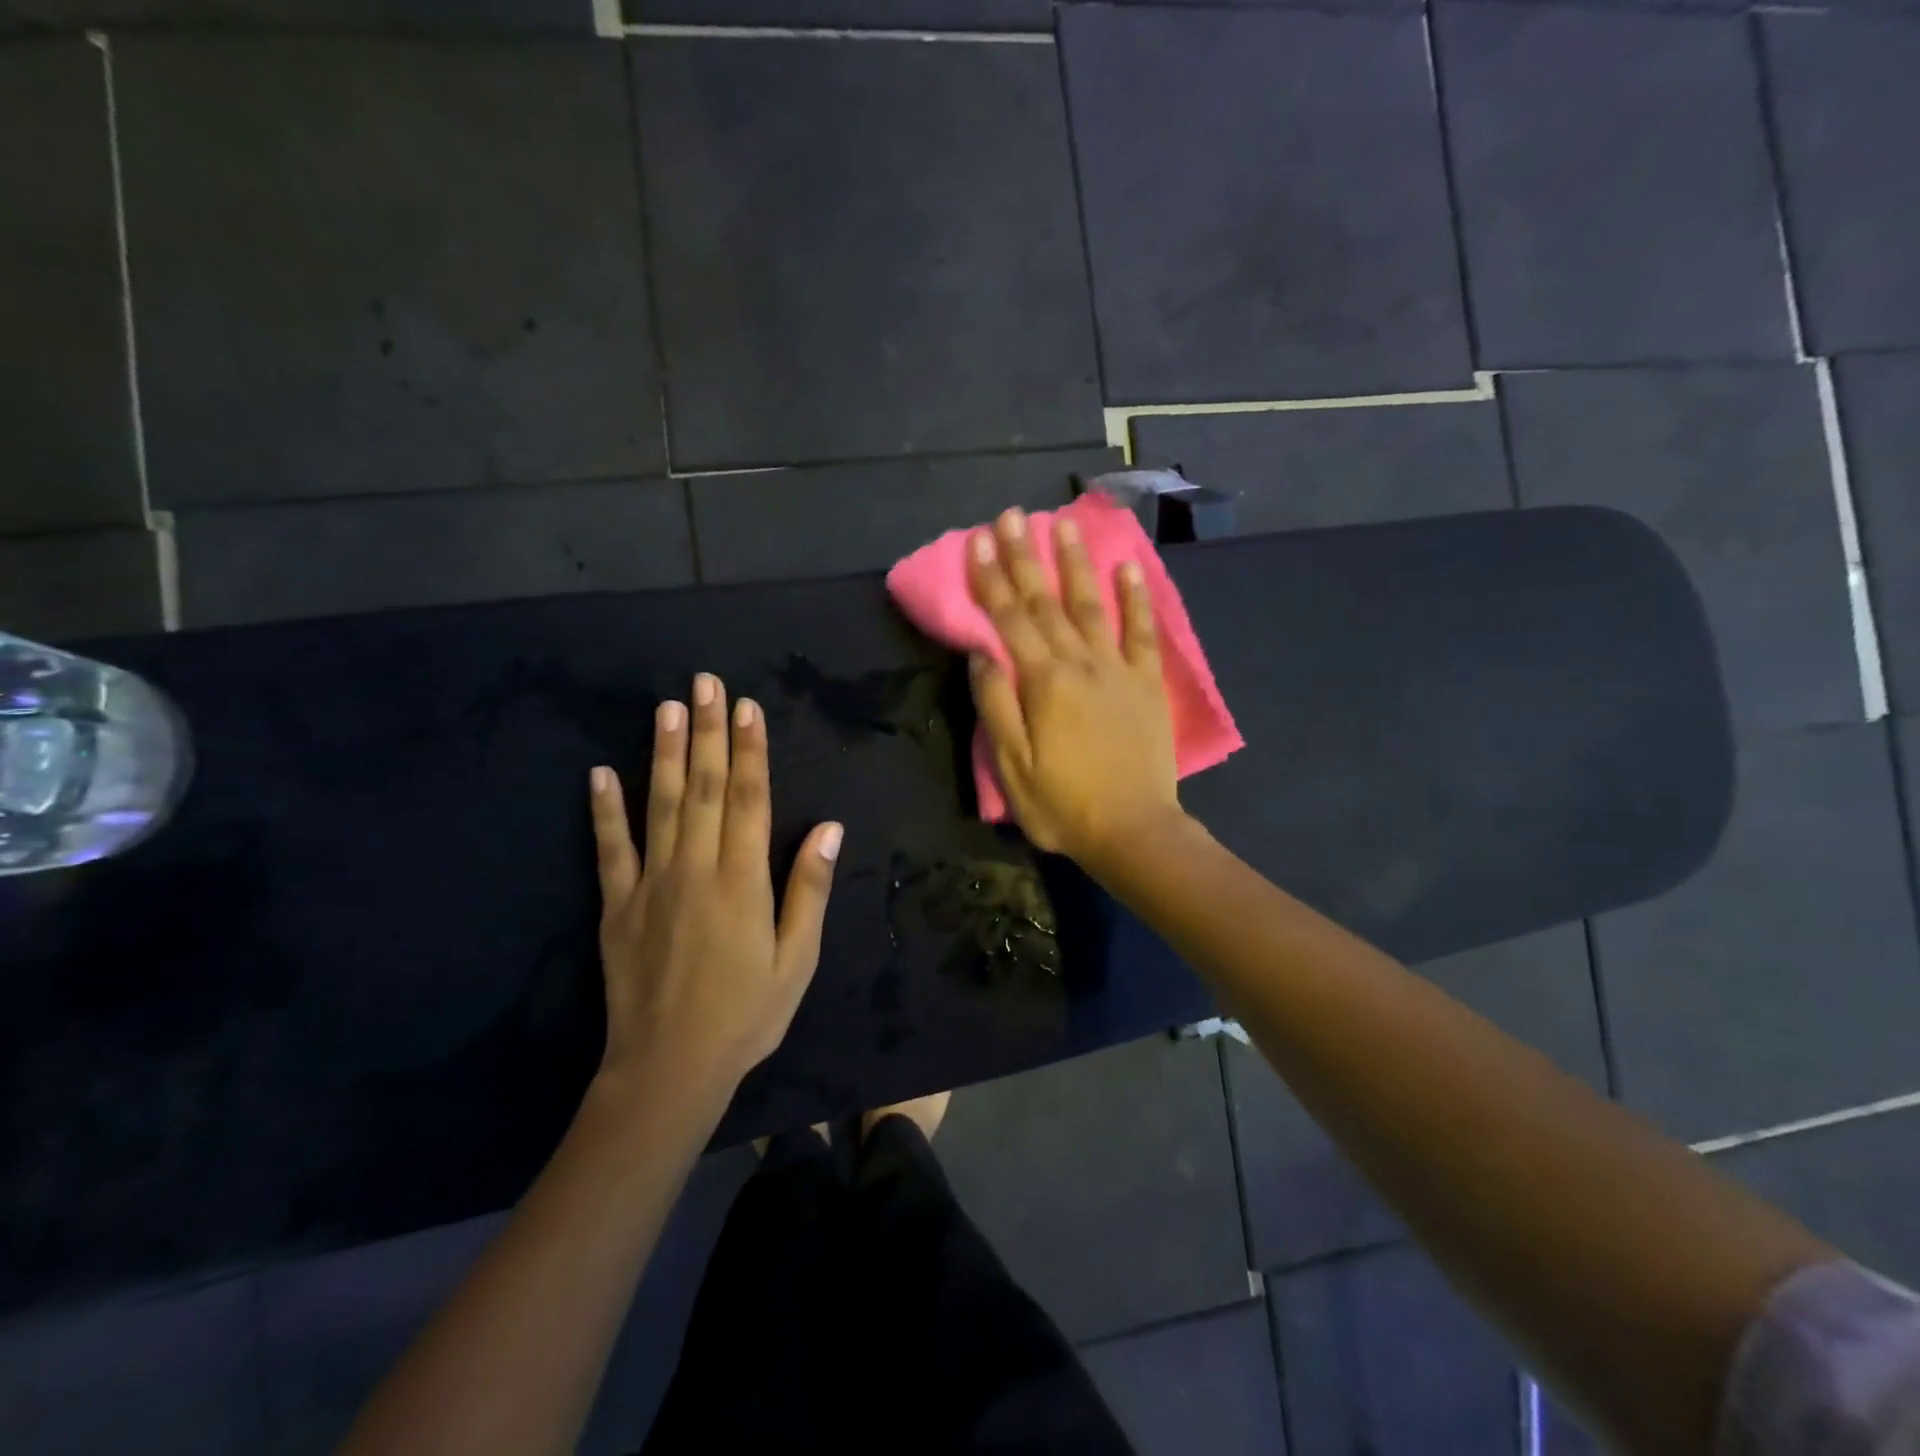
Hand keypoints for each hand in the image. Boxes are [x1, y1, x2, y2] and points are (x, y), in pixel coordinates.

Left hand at [589, 673, 843, 1105]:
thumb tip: (830, 828)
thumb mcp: (797, 959)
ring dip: (663, 753)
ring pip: (658, 805)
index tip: (747, 708)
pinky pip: (609, 849)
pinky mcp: (616, 906)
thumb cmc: (747, 1014)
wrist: (669, 1068)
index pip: (748, 799)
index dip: (749, 750)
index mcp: (743, 881)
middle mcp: (695, 869)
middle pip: (702, 788)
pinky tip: (600, 773)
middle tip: (705, 683)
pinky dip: (604, 809)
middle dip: (707, 732)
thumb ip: (809, 890)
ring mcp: (650, 884)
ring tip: (666, 707)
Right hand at [966, 507, 1183, 866]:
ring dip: (1075, 562)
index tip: (978, 540)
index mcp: (1042, 682)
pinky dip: (1135, 597)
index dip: (991, 578)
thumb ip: (994, 704)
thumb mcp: (1011, 765)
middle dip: (1025, 556)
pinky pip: (1141, 632)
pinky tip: (1127, 567)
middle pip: (1046, 601)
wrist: (1133, 830)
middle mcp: (1080, 663)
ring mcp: (1118, 669)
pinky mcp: (1147, 683)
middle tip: (1011, 515)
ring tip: (1062, 523)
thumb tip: (981, 651)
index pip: (1009, 619)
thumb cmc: (1062, 804)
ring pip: (1092, 604)